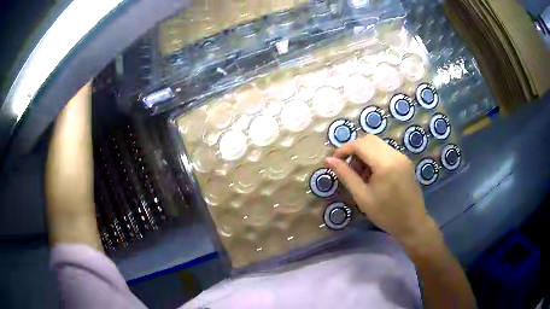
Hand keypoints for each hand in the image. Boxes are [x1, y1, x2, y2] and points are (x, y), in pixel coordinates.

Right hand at [326, 134, 435, 244]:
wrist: (412, 223)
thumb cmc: (386, 214)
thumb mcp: (362, 197)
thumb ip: (346, 175)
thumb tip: (329, 160)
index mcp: (385, 163)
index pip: (360, 144)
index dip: (344, 149)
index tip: (334, 161)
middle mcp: (395, 154)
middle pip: (369, 139)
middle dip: (354, 150)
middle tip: (348, 168)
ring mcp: (402, 157)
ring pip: (378, 144)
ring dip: (365, 153)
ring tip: (361, 175)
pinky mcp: (405, 161)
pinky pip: (386, 151)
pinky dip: (375, 157)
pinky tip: (373, 175)